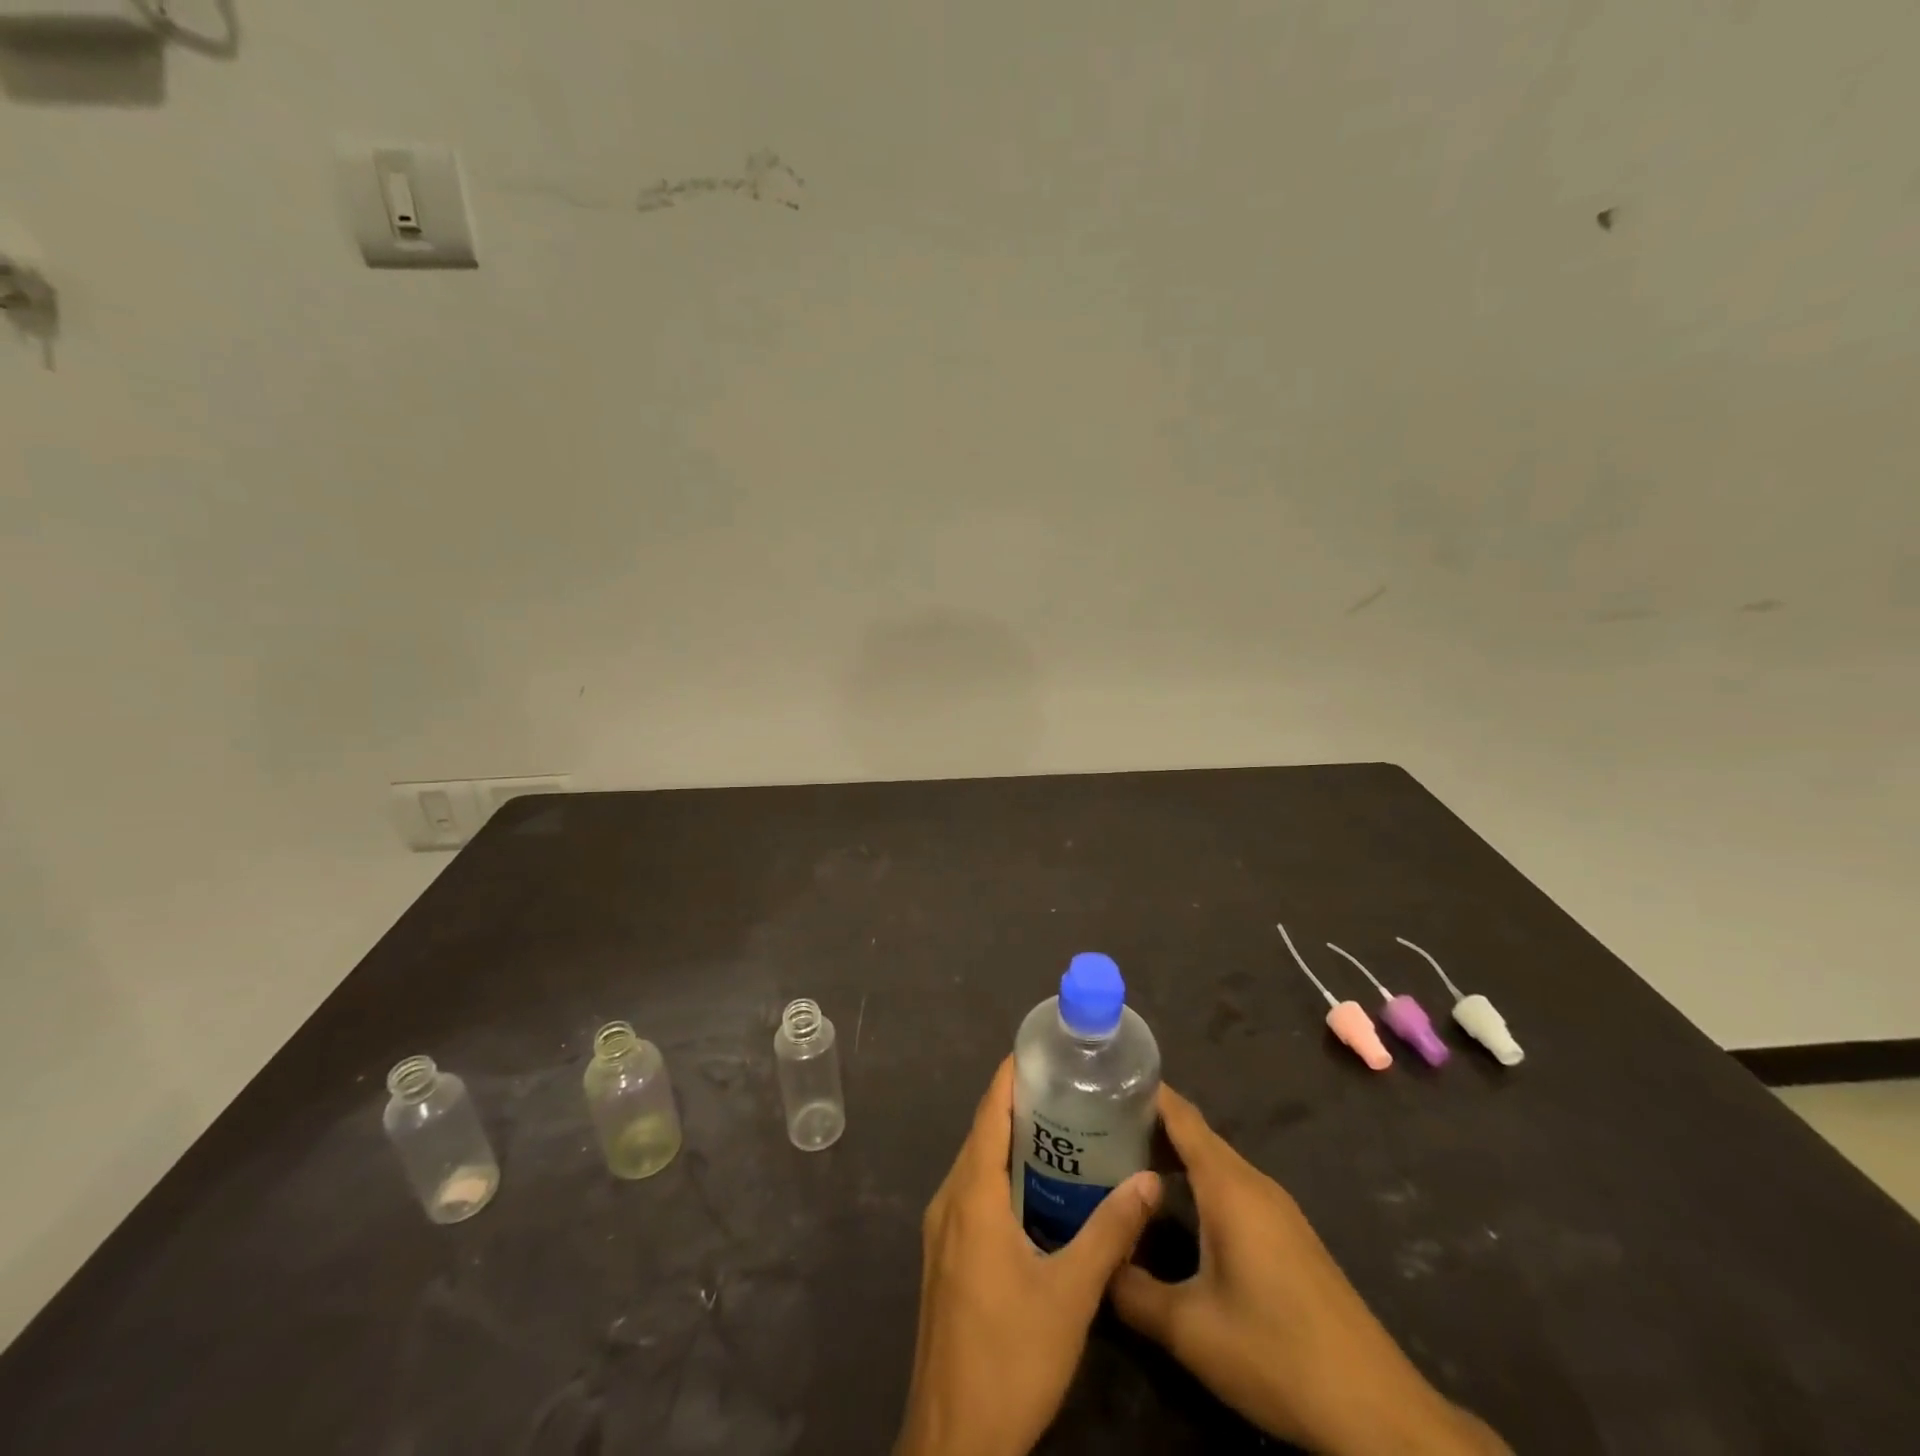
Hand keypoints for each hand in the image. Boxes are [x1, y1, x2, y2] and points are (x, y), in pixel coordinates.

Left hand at [896, 1057, 1161, 1455]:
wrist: (954, 1438)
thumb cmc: (1011, 1356)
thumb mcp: (1071, 1292)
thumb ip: (1110, 1231)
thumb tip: (1149, 1179)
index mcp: (972, 1195)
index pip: (988, 1113)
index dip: (1009, 1076)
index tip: (1040, 1049)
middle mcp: (948, 1201)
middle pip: (982, 1134)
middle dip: (1018, 1105)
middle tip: (1067, 1088)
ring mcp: (941, 1231)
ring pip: (976, 1166)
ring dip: (1011, 1143)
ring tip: (1061, 1129)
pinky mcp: (945, 1257)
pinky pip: (972, 1194)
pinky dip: (1002, 1176)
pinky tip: (1038, 1191)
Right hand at [1110, 1086, 1508, 1455]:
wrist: (1375, 1410)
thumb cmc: (1276, 1352)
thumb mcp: (1190, 1330)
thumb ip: (1132, 1290)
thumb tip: (1093, 1264)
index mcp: (1228, 1185)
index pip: (1179, 1114)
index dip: (1141, 1090)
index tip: (1100, 1079)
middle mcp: (1253, 1183)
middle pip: (1194, 1133)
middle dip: (1147, 1123)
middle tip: (1094, 1126)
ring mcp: (1276, 1208)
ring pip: (1213, 1162)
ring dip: (1171, 1155)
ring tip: (1122, 1162)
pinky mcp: (1287, 1235)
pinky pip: (1231, 1186)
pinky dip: (1195, 1180)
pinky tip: (1174, 1208)